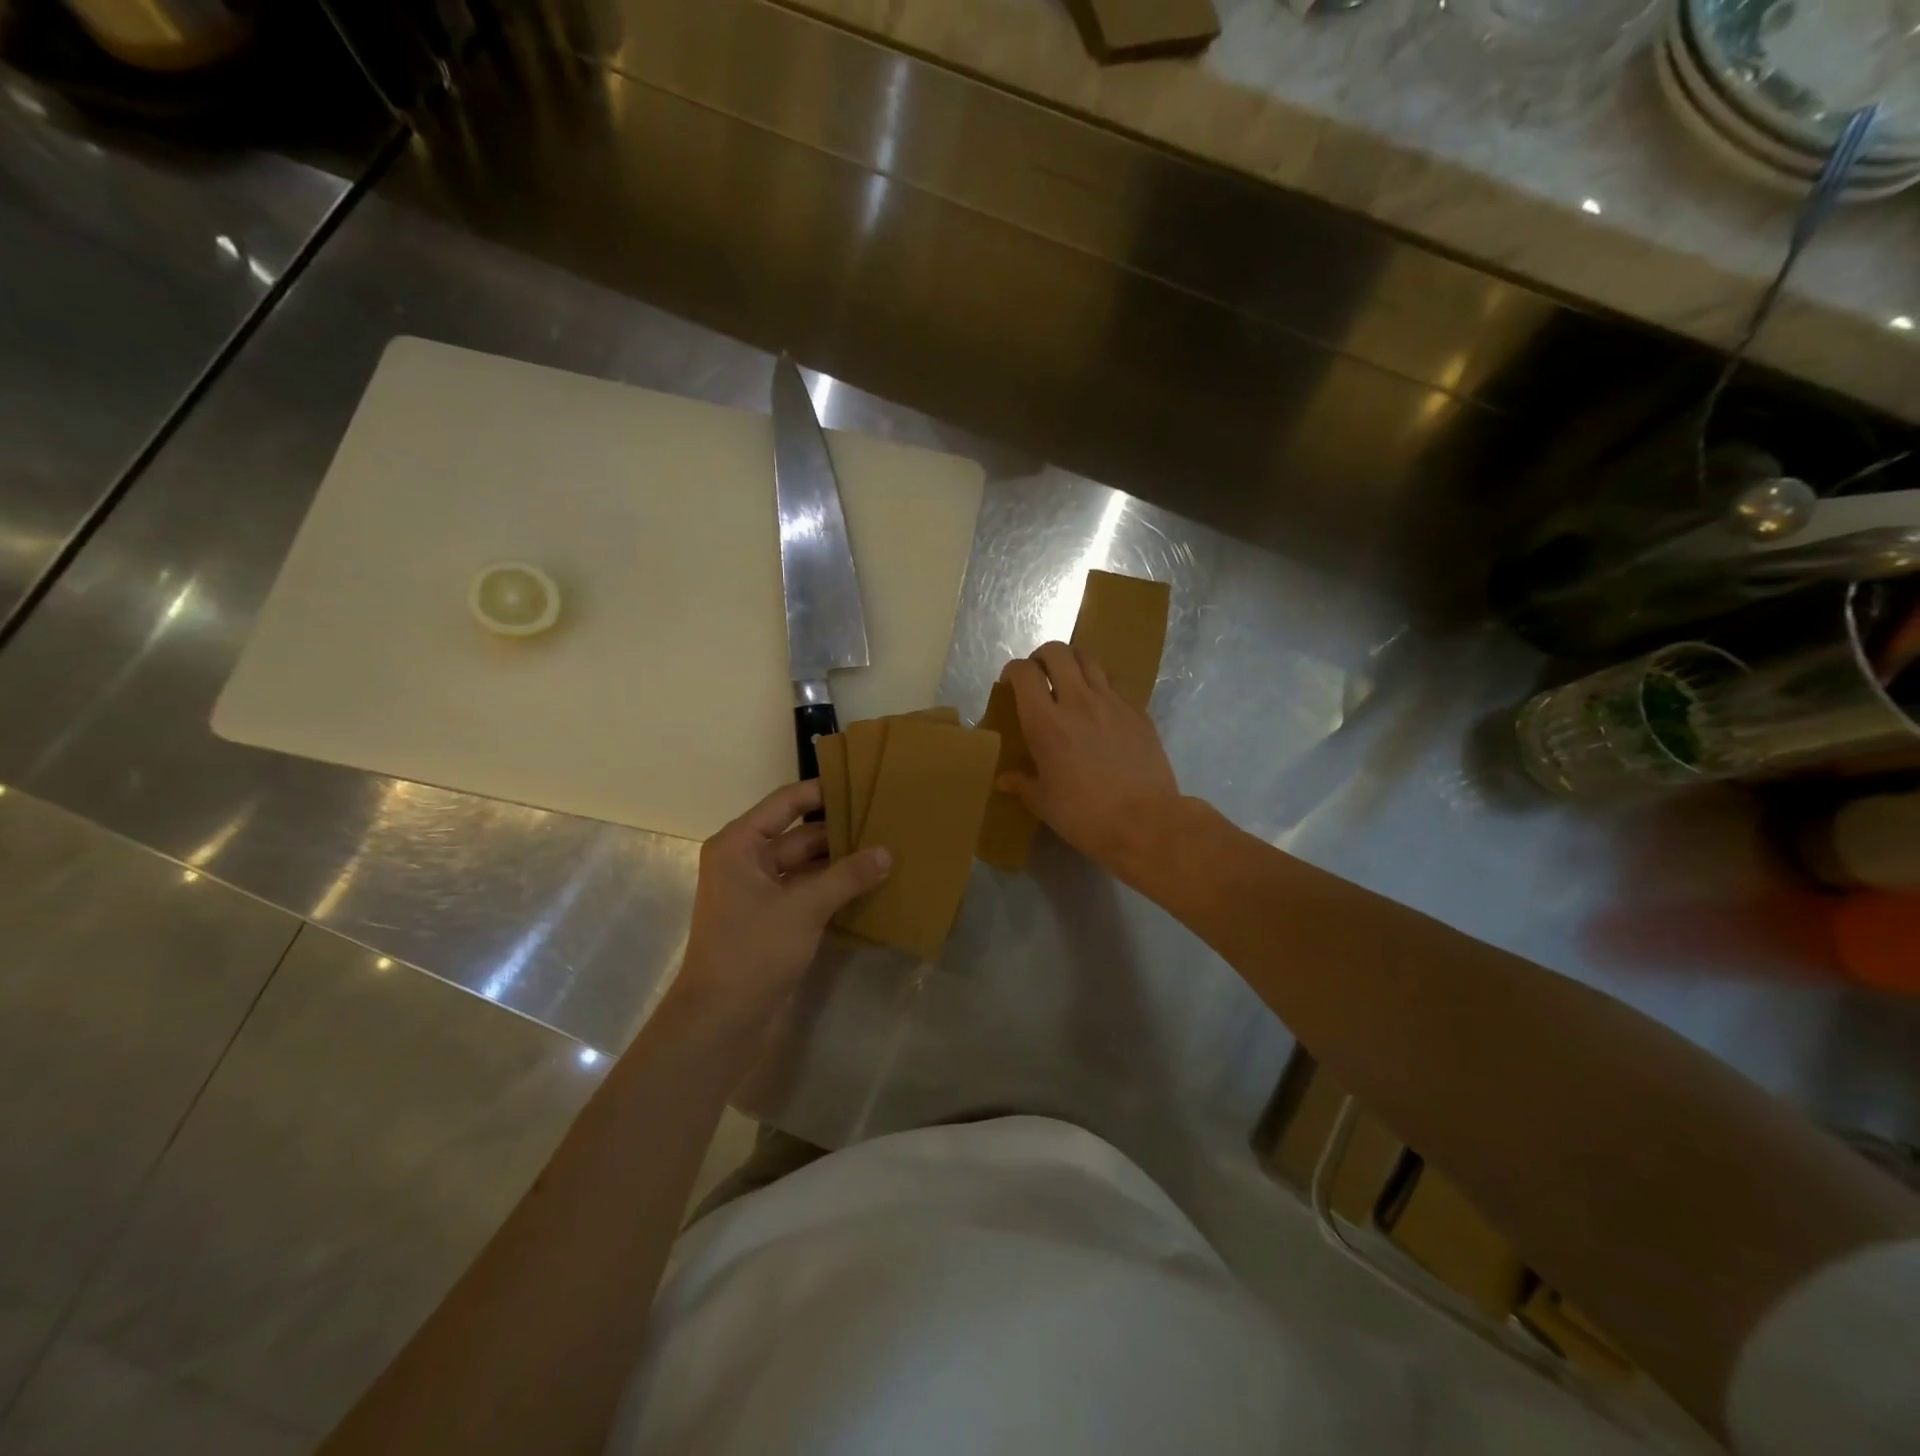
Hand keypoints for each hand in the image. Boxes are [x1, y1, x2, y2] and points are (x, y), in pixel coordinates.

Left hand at [671, 780, 890, 1034]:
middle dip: (840, 832)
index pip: (786, 803)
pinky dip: (834, 889)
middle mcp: (747, 862)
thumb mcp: (804, 907)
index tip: (862, 783)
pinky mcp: (772, 920)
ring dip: (841, 863)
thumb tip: (887, 853)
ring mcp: (760, 893)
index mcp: (740, 845)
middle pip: (800, 835)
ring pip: (807, 866)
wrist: (721, 1021)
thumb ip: (847, 876)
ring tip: (886, 852)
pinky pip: (807, 893)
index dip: (822, 791)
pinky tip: (870, 886)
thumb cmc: (753, 951)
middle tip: (886, 822)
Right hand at [998, 641, 1182, 873]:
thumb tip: (1003, 780)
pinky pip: (1115, 684)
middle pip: (1058, 652)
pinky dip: (1101, 686)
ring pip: (1089, 660)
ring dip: (1073, 663)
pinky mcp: (1138, 712)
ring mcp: (1112, 703)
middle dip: (1042, 656)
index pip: (1024, 672)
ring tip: (1069, 682)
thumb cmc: (1085, 815)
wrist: (1145, 823)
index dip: (1013, 671)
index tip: (1010, 684)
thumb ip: (1022, 783)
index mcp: (1046, 722)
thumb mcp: (1044, 802)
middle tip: (1039, 675)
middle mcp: (1078, 701)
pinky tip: (1100, 709)